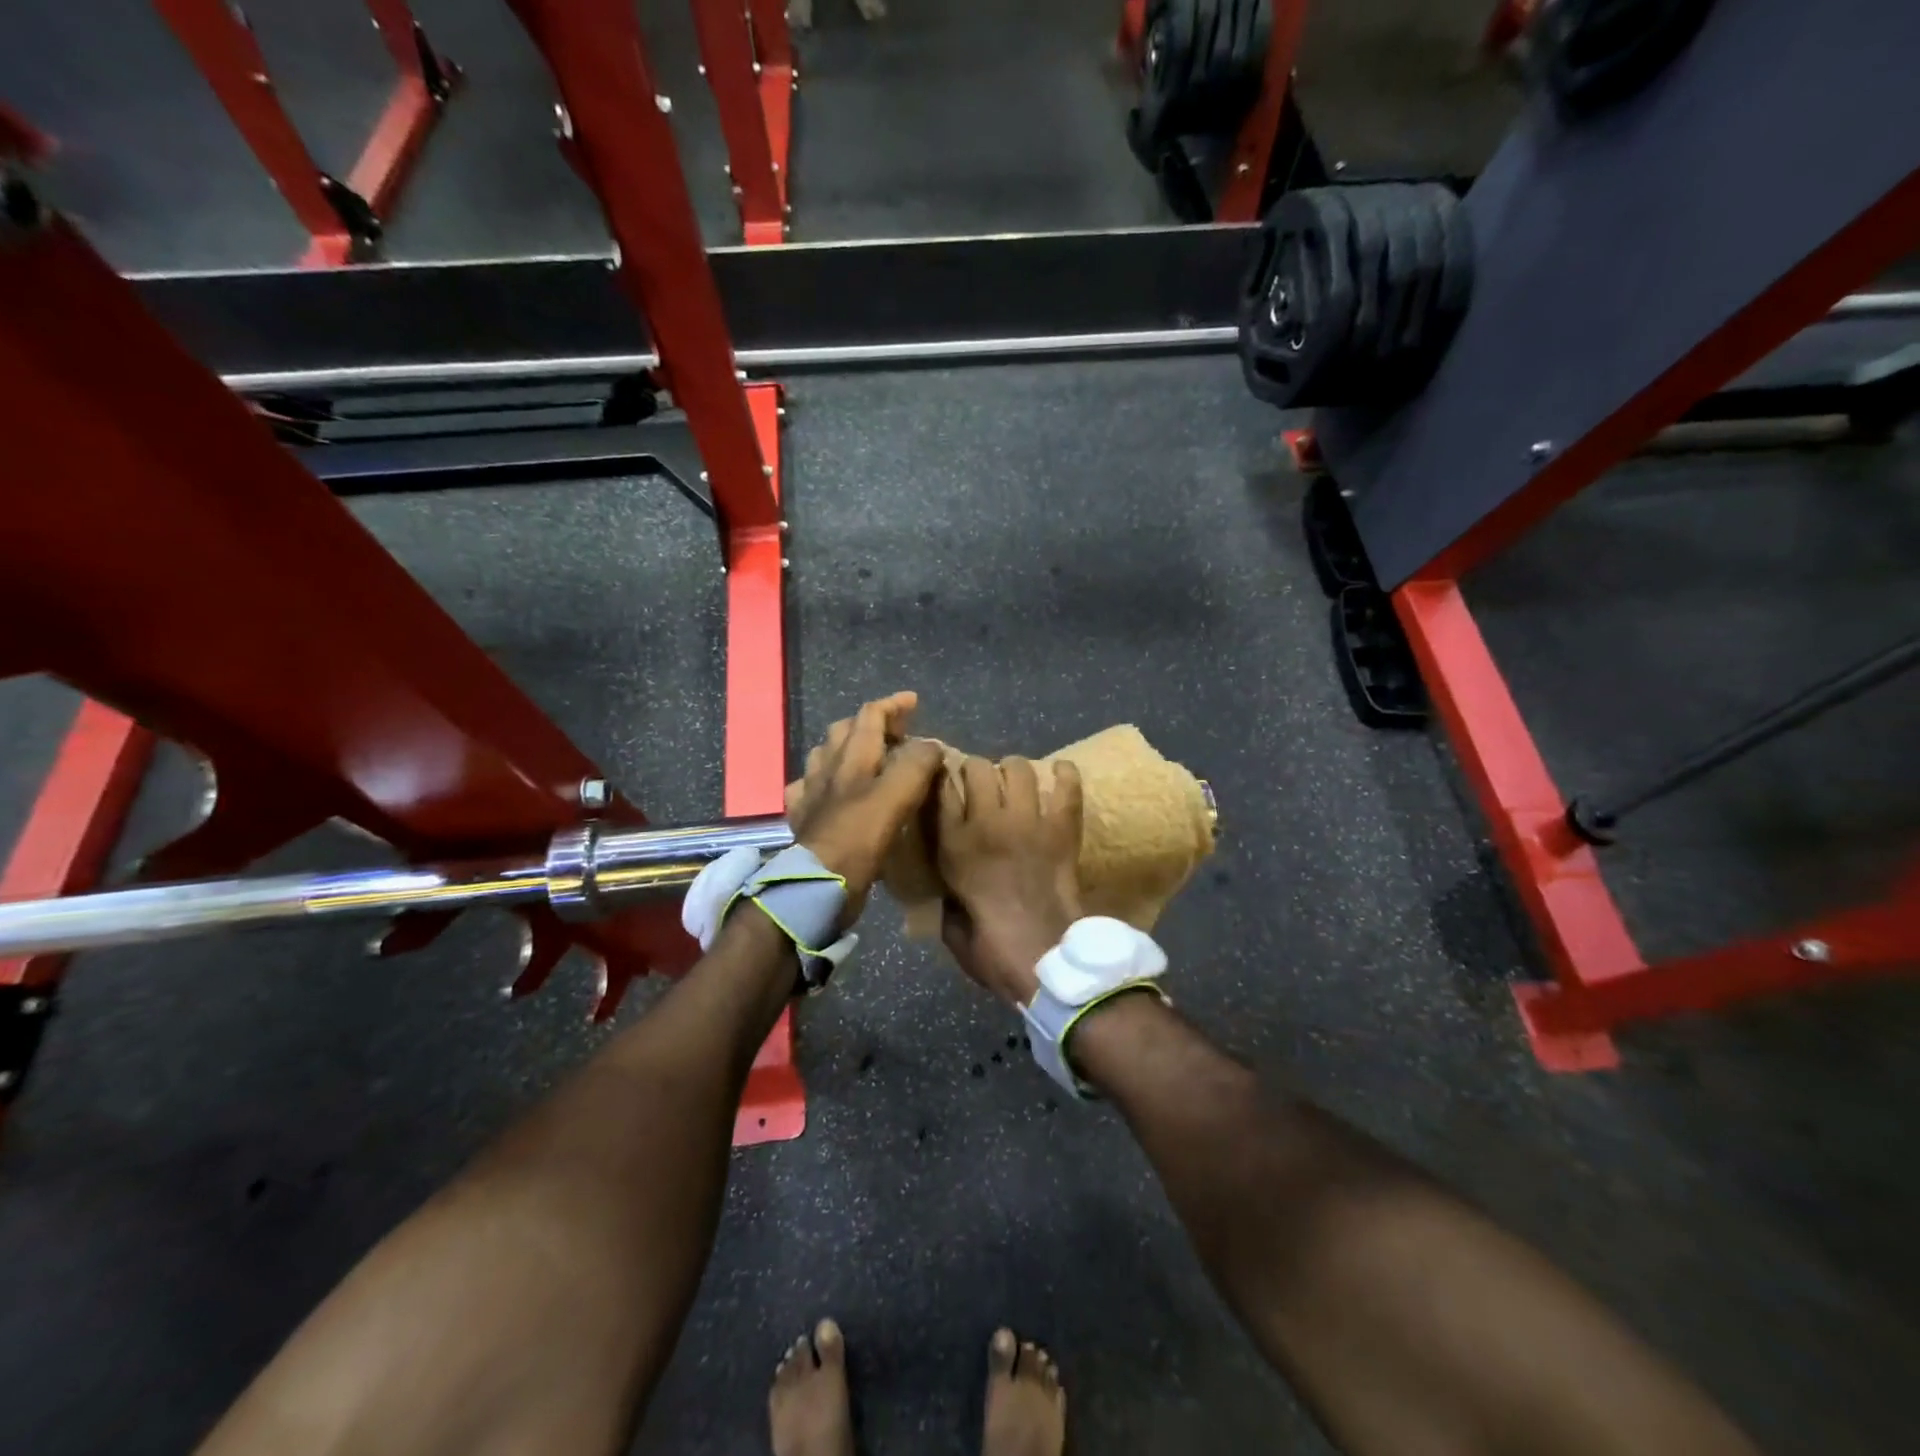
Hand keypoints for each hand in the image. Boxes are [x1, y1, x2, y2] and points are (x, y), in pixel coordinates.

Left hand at [785, 691, 943, 927]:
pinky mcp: (803, 820)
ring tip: (865, 757)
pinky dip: (822, 783)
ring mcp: (810, 794)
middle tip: (896, 732)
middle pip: (844, 731)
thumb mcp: (897, 795)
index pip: (870, 715)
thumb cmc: (860, 836)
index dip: (893, 705)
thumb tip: (931, 746)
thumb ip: (916, 765)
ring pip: (824, 757)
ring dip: (845, 749)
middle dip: (870, 723)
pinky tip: (828, 792)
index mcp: (853, 757)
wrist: (819, 883)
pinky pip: (808, 790)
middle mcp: (827, 768)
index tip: (914, 701)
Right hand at [935, 756, 1083, 1005]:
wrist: (1045, 958)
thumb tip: (951, 882)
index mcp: (954, 846)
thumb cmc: (992, 950)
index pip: (941, 788)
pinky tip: (1059, 772)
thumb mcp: (950, 924)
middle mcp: (988, 823)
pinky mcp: (1062, 829)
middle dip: (976, 771)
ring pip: (1018, 769)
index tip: (944, 782)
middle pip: (978, 768)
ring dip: (1013, 770)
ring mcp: (1028, 822)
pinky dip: (1064, 774)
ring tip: (1015, 781)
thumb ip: (946, 893)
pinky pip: (1066, 787)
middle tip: (981, 786)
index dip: (942, 779)